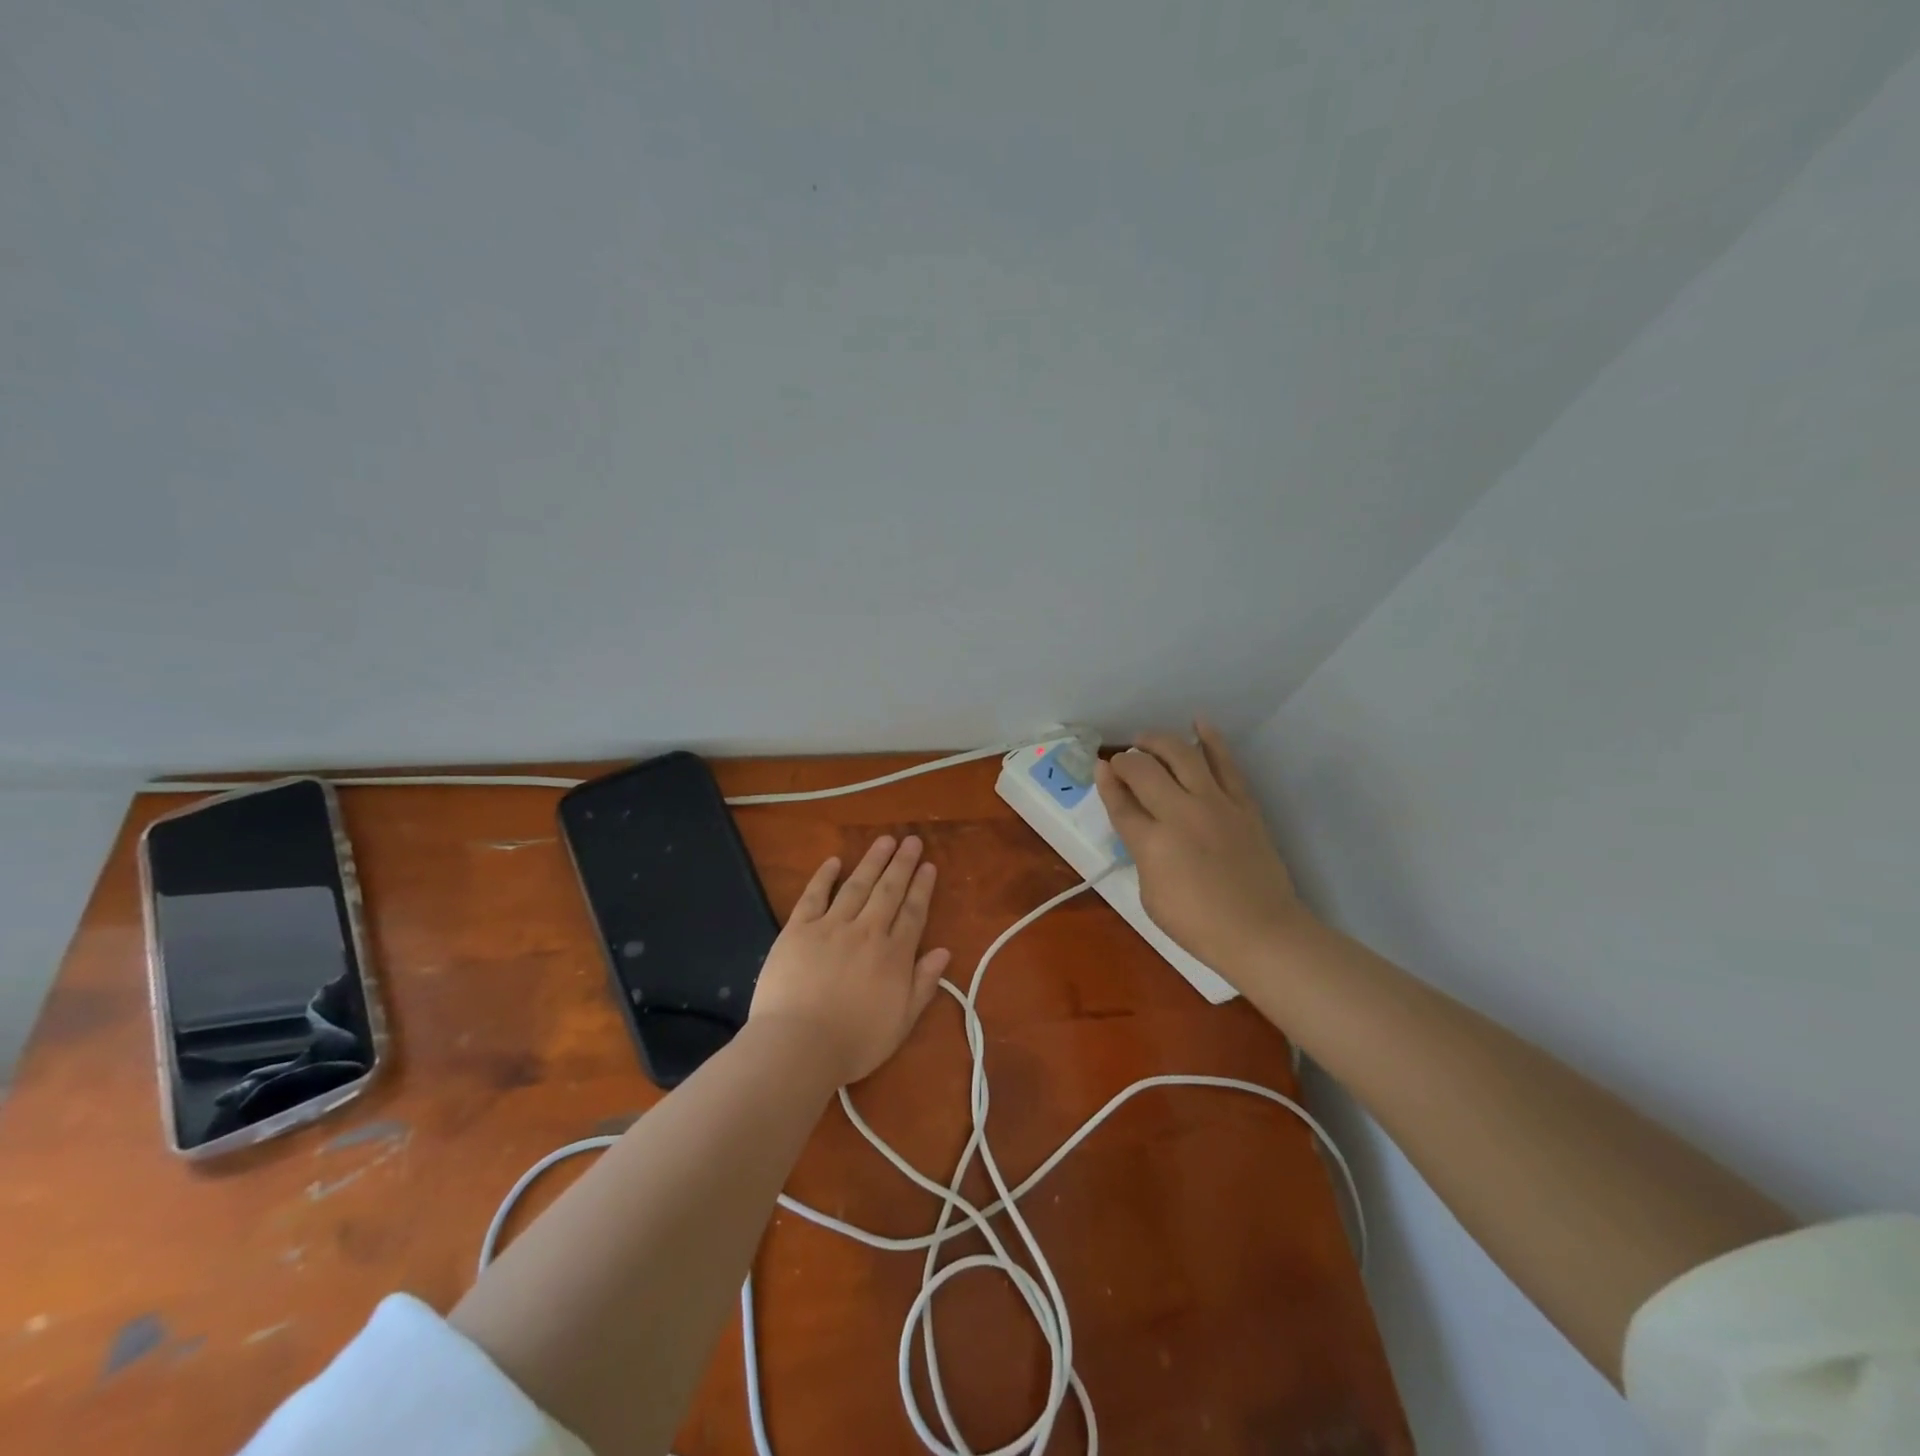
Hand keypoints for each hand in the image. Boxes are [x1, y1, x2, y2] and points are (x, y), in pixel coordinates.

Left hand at [748, 835, 951, 1086]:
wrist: (798, 1046)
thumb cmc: (854, 1042)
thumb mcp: (902, 1022)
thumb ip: (923, 985)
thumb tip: (942, 952)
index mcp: (894, 955)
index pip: (913, 912)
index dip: (922, 887)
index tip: (928, 865)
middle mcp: (867, 932)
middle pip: (888, 891)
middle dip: (902, 864)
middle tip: (911, 840)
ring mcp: (831, 927)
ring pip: (857, 886)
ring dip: (872, 861)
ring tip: (884, 840)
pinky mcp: (798, 929)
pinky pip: (814, 896)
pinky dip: (824, 876)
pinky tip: (834, 861)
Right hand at [1096, 721, 1311, 977]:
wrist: (1261, 932)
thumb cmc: (1198, 925)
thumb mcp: (1151, 896)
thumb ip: (1142, 854)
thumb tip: (1143, 827)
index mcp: (1151, 843)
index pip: (1120, 803)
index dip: (1106, 783)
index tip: (1100, 768)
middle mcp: (1180, 814)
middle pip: (1145, 771)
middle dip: (1127, 761)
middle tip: (1122, 761)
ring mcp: (1215, 804)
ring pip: (1183, 755)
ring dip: (1159, 742)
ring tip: (1147, 739)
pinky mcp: (1243, 804)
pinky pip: (1225, 763)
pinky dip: (1211, 740)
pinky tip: (1199, 723)